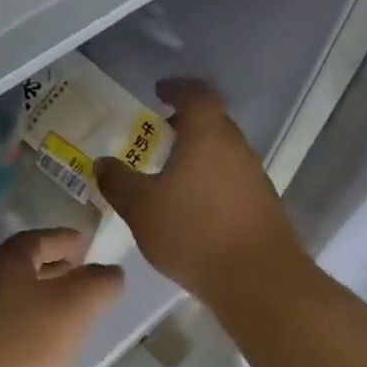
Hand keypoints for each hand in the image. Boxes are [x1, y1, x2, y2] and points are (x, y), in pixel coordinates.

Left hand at [0, 229, 123, 366]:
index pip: (37, 239)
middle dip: (54, 269)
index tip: (86, 244)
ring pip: (15, 300)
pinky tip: (45, 354)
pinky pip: (6, 331)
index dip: (63, 239)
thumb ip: (98, 285)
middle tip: (83, 276)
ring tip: (72, 317)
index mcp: (8, 264)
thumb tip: (111, 272)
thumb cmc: (20, 348)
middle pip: (23, 268)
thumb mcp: (73, 308)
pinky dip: (30, 331)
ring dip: (43, 302)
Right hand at [94, 79, 309, 307]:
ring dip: (199, 151)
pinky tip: (193, 204)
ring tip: (171, 171)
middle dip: (185, 122)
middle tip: (159, 133)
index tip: (158, 91)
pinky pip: (232, 176)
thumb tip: (103, 163)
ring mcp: (254, 174)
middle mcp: (236, 146)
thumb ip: (118, 182)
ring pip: (223, 150)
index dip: (176, 87)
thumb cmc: (193, 232)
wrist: (258, 279)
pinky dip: (211, 176)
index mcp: (207, 134)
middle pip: (212, 120)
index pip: (196, 93)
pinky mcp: (263, 202)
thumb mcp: (141, 208)